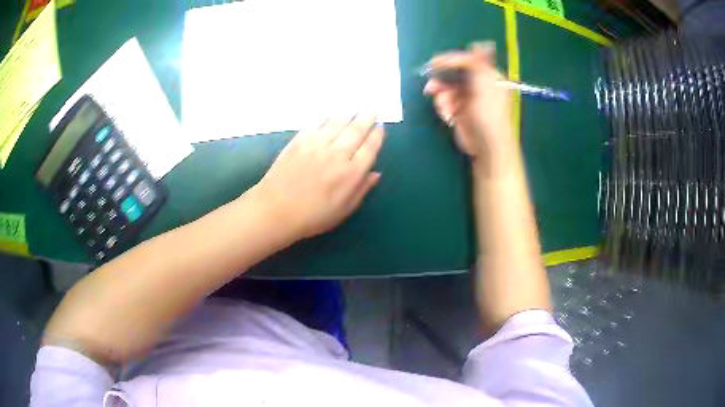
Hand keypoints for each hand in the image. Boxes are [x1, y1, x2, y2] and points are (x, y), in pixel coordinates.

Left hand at [254, 116, 383, 239]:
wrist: (275, 210)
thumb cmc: (312, 216)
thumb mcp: (343, 210)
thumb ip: (362, 190)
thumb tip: (376, 173)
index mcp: (351, 173)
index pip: (370, 147)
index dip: (377, 135)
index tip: (381, 127)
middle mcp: (337, 154)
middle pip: (357, 130)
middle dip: (367, 117)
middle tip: (373, 108)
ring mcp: (317, 145)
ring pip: (338, 123)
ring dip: (349, 113)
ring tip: (356, 107)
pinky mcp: (299, 141)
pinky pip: (316, 124)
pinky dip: (326, 117)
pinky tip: (330, 114)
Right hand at [423, 41, 512, 157]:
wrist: (487, 144)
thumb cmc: (489, 110)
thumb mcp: (485, 81)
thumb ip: (477, 62)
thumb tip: (478, 44)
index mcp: (488, 76)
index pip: (467, 62)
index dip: (450, 60)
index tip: (434, 62)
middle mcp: (477, 86)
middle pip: (453, 75)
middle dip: (442, 80)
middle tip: (432, 85)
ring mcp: (467, 100)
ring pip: (446, 89)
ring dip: (442, 96)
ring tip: (445, 107)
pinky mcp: (458, 112)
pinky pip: (445, 103)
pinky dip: (444, 108)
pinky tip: (448, 116)